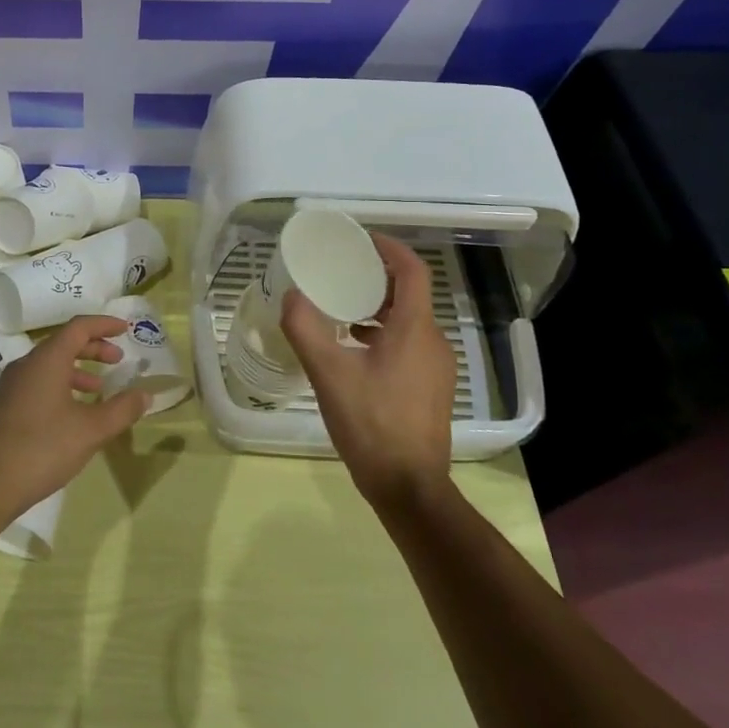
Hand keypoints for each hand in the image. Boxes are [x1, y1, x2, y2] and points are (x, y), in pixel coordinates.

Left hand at [0, 315, 148, 525]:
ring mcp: (11, 386)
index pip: (78, 327)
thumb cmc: (42, 449)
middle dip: (93, 348)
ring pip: (50, 365)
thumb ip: (122, 409)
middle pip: (63, 343)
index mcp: (46, 360)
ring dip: (77, 370)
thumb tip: (146, 394)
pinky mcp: (4, 407)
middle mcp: (26, 365)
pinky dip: (61, 386)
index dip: (103, 324)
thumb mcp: (91, 430)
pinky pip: (38, 383)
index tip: (125, 329)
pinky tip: (72, 413)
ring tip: (99, 388)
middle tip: (117, 359)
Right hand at [280, 234, 456, 505]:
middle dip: (376, 278)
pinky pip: (408, 344)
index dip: (389, 248)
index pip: (412, 271)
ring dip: (377, 308)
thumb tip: (292, 295)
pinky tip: (353, 351)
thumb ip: (306, 329)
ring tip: (339, 311)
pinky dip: (382, 334)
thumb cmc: (371, 424)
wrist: (409, 487)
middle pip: (409, 294)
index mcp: (414, 330)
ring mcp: (436, 367)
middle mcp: (433, 342)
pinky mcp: (431, 388)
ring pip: (408, 321)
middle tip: (339, 273)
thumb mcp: (329, 374)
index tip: (361, 240)